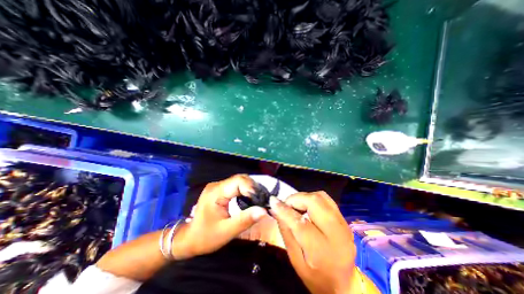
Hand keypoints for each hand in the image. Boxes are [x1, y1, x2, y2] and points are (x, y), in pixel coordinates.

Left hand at [174, 175, 267, 259]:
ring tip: (258, 199)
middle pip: (240, 179)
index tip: (261, 200)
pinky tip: (250, 199)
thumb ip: (245, 220)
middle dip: (253, 188)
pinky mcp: (220, 190)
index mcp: (216, 192)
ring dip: (250, 189)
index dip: (252, 188)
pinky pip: (236, 186)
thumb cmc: (205, 237)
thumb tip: (264, 210)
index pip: (238, 181)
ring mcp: (218, 186)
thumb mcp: (226, 231)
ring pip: (239, 181)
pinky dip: (245, 190)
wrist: (189, 239)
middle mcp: (217, 185)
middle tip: (262, 200)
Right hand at [271, 190, 355, 293]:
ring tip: (296, 206)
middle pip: (315, 201)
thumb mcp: (296, 260)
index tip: (273, 201)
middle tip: (286, 205)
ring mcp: (343, 224)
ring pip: (321, 196)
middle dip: (296, 199)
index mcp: (322, 250)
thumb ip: (286, 232)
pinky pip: (326, 199)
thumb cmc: (316, 277)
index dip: (284, 210)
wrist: (345, 285)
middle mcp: (337, 233)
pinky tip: (307, 207)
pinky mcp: (344, 219)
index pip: (300, 223)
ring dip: (304, 197)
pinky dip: (313, 198)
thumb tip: (275, 209)